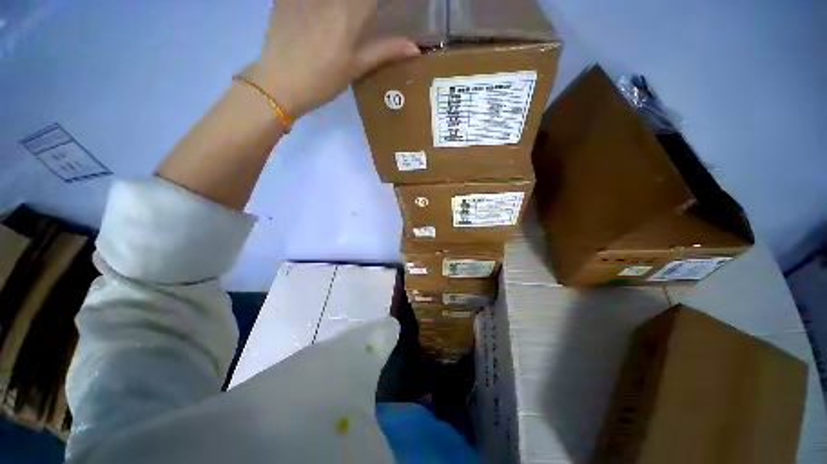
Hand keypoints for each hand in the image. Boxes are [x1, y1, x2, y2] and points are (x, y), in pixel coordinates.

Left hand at [247, 0, 420, 119]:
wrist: (279, 82)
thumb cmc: (323, 80)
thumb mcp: (356, 67)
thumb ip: (385, 51)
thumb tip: (415, 48)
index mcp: (350, 12)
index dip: (380, 3)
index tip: (382, 11)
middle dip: (362, 6)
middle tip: (363, 17)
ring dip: (342, 6)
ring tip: (339, 25)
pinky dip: (317, 5)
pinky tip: (320, 14)